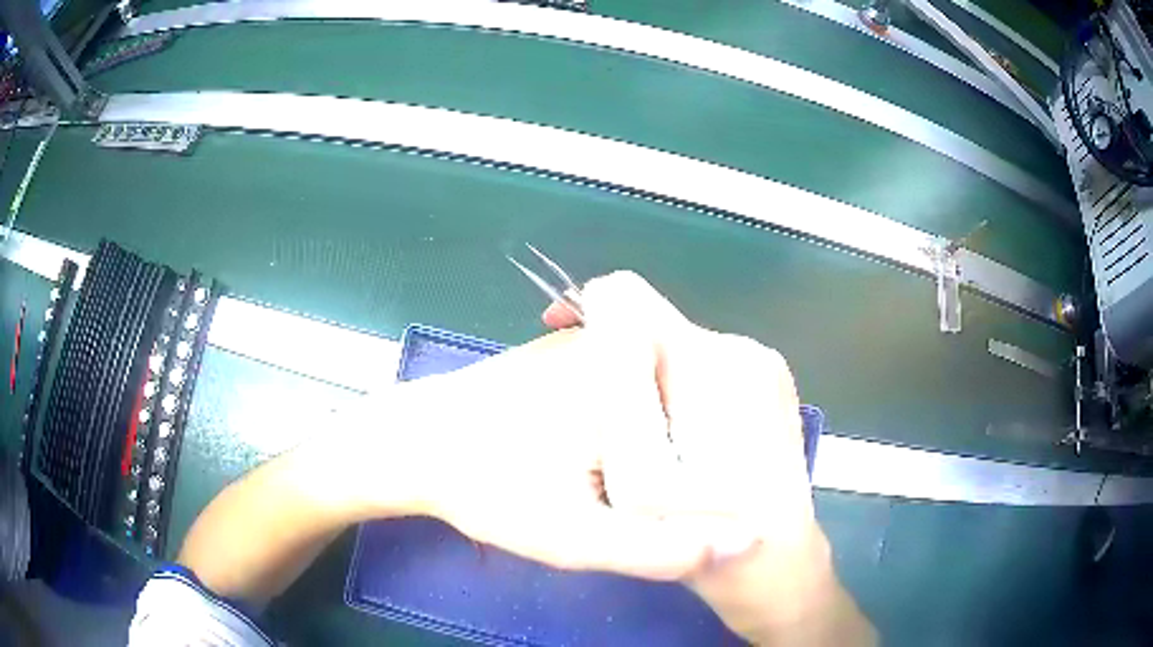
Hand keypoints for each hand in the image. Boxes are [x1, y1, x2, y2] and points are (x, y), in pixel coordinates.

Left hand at [360, 322, 752, 579]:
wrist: (410, 444)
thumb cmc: (486, 487)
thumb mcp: (573, 537)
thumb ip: (657, 547)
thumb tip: (745, 542)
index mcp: (630, 380)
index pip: (720, 406)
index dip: (727, 455)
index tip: (716, 494)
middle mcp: (615, 347)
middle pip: (688, 394)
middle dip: (690, 444)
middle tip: (673, 485)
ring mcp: (586, 345)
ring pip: (653, 388)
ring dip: (658, 430)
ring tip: (644, 473)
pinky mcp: (564, 356)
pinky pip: (621, 384)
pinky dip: (628, 417)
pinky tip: (604, 451)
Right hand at [543, 272, 873, 644]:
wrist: (776, 563)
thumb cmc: (700, 535)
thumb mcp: (638, 478)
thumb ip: (618, 390)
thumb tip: (604, 307)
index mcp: (708, 364)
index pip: (627, 298)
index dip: (584, 317)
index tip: (561, 350)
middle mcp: (743, 351)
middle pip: (654, 326)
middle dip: (620, 363)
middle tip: (608, 426)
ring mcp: (763, 368)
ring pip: (678, 351)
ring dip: (649, 385)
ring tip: (644, 444)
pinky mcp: (769, 387)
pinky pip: (705, 372)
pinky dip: (679, 397)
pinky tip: (680, 446)